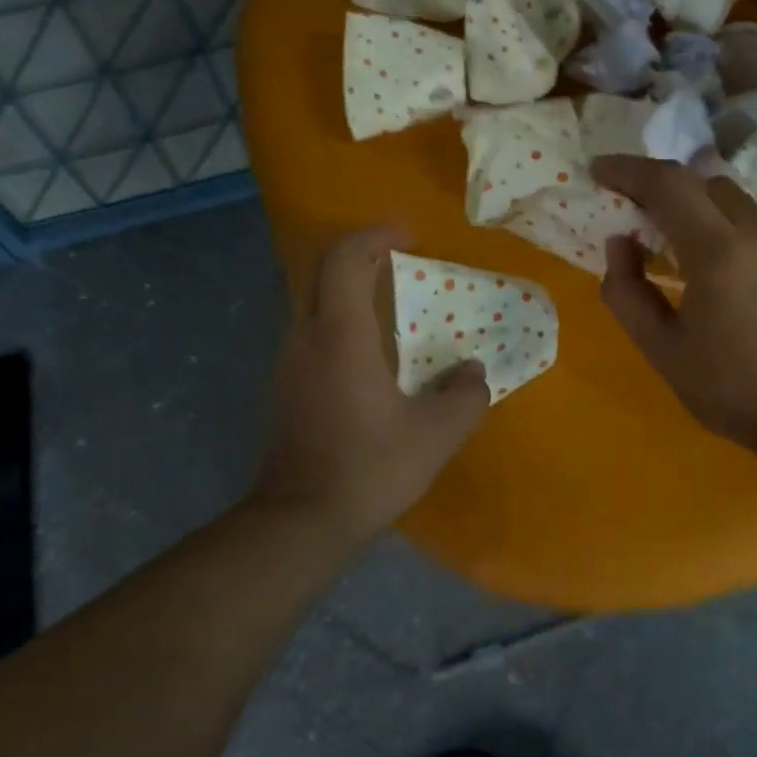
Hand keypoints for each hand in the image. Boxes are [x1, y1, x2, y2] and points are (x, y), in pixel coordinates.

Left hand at [253, 226, 489, 545]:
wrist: (302, 521)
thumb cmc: (370, 467)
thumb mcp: (437, 433)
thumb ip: (465, 395)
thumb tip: (472, 372)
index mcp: (340, 336)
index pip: (345, 258)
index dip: (375, 235)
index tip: (408, 236)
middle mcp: (305, 339)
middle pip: (321, 273)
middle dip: (360, 256)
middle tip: (399, 262)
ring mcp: (287, 365)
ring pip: (313, 305)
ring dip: (348, 293)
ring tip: (391, 309)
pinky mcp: (284, 391)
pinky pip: (311, 337)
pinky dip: (340, 326)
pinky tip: (370, 359)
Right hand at [592, 155, 756, 446]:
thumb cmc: (732, 389)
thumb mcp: (662, 350)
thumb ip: (628, 293)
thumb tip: (620, 244)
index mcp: (718, 252)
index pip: (669, 184)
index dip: (628, 170)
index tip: (597, 171)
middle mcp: (756, 234)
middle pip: (703, 181)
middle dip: (660, 184)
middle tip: (628, 207)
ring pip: (731, 200)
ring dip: (691, 204)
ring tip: (663, 237)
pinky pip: (750, 224)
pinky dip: (717, 224)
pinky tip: (705, 264)